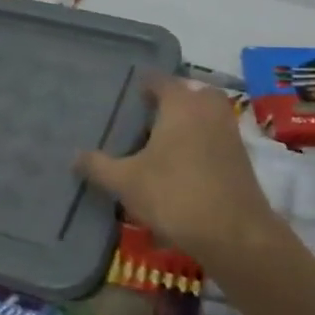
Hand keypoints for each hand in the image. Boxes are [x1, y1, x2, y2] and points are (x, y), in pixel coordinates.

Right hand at [76, 76, 283, 265]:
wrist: (234, 233)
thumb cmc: (174, 195)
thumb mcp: (126, 182)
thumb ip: (99, 166)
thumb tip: (74, 156)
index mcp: (181, 103)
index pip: (160, 80)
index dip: (143, 85)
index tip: (128, 95)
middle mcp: (208, 109)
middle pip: (190, 93)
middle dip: (171, 100)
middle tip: (147, 116)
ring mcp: (229, 133)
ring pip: (206, 115)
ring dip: (188, 122)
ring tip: (161, 143)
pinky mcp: (241, 158)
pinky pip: (215, 138)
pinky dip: (201, 143)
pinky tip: (182, 166)